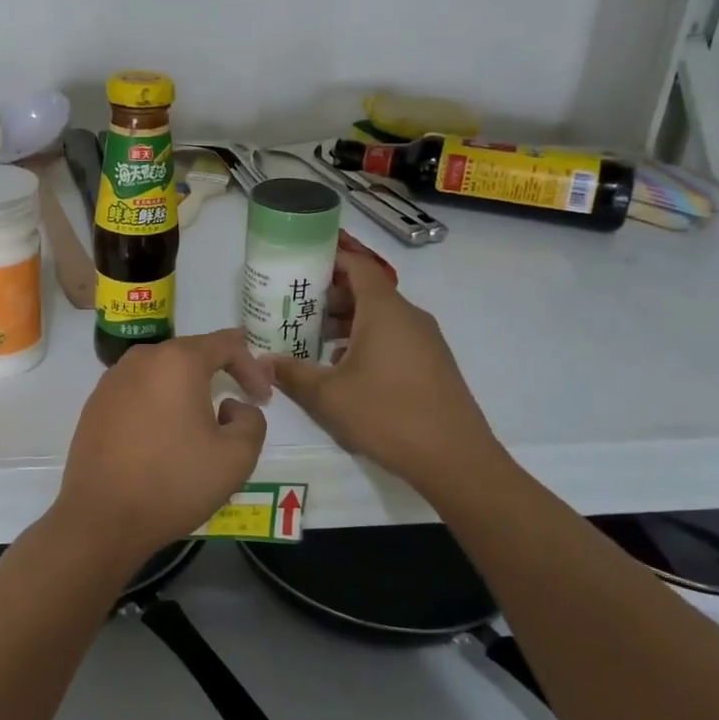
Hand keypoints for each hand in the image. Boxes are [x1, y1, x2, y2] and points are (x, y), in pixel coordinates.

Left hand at [57, 329, 272, 564]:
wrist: (100, 517)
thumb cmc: (173, 482)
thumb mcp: (236, 457)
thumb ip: (252, 420)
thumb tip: (231, 406)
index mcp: (178, 361)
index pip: (226, 343)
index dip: (252, 366)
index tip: (264, 397)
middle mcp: (142, 358)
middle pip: (191, 353)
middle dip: (221, 372)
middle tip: (240, 402)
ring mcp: (113, 379)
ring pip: (162, 372)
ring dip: (187, 388)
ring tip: (203, 420)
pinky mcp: (96, 403)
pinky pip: (138, 390)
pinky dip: (159, 402)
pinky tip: (164, 434)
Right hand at [272, 251, 500, 487]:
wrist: (456, 460)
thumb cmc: (388, 415)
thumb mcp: (328, 396)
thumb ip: (292, 374)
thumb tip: (263, 362)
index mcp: (384, 311)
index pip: (357, 266)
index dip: (329, 259)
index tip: (299, 265)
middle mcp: (408, 316)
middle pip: (366, 290)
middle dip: (330, 296)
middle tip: (295, 309)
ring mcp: (426, 340)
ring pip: (380, 316)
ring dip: (347, 322)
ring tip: (313, 340)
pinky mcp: (433, 363)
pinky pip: (394, 337)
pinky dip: (367, 340)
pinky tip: (345, 369)